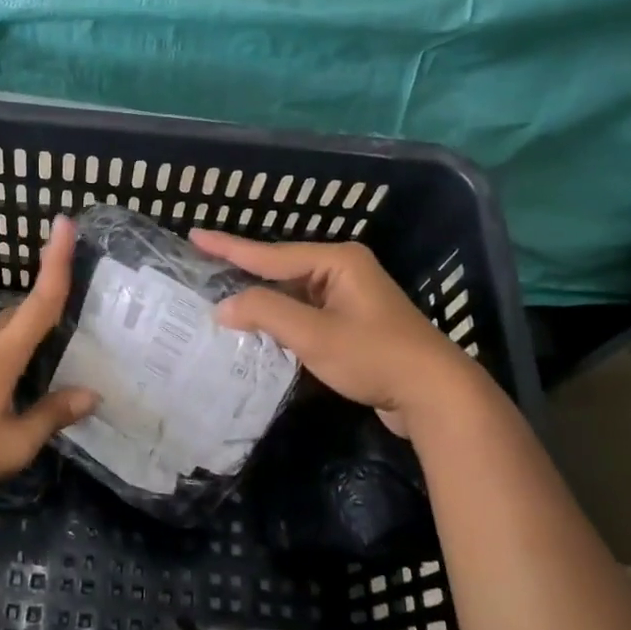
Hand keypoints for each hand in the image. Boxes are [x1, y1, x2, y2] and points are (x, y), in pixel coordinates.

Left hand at [0, 216, 97, 494]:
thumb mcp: (14, 443)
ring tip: (65, 342)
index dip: (56, 260)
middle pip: (27, 308)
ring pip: (10, 326)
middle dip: (55, 295)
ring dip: (36, 327)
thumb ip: (52, 415)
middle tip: (91, 304)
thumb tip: (92, 395)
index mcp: (3, 351)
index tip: (65, 222)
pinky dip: (18, 344)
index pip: (41, 298)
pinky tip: (27, 371)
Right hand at [188, 231, 482, 434]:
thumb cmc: (374, 356)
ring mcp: (350, 298)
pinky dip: (281, 320)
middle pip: (281, 269)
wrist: (435, 394)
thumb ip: (266, 313)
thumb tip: (224, 306)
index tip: (195, 235)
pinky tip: (259, 329)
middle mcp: (343, 271)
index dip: (229, 247)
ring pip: (293, 294)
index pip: (270, 254)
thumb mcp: (314, 334)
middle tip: (203, 267)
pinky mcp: (353, 325)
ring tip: (221, 298)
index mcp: (337, 261)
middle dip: (244, 272)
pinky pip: (305, 313)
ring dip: (262, 301)